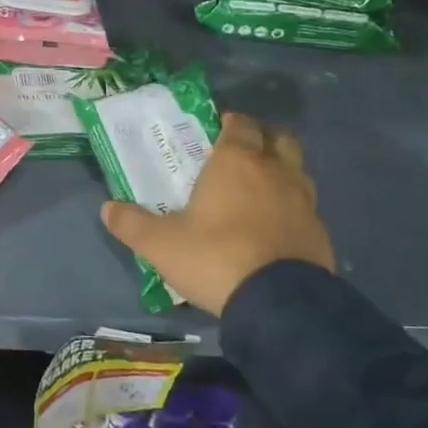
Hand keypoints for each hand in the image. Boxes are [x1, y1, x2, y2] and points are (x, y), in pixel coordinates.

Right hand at [100, 112, 333, 316]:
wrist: (280, 304)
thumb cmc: (215, 258)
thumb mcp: (160, 244)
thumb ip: (132, 223)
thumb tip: (107, 209)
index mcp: (236, 162)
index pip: (241, 124)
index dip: (230, 123)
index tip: (217, 129)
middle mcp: (275, 172)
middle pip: (280, 138)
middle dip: (263, 139)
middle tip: (242, 152)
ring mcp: (304, 202)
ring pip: (297, 171)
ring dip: (281, 171)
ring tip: (259, 189)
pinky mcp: (320, 233)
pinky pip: (306, 208)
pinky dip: (291, 208)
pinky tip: (274, 228)